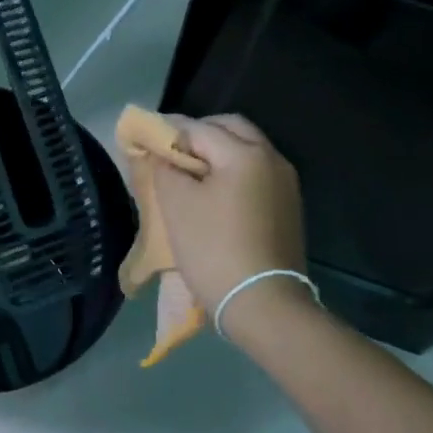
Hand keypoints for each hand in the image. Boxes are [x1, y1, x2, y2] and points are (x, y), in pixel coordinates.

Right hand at [153, 115, 306, 323]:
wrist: (263, 304)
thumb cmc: (214, 248)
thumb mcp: (177, 205)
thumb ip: (165, 168)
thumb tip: (163, 155)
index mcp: (245, 153)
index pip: (199, 128)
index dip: (168, 130)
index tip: (145, 136)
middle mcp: (272, 159)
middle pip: (231, 129)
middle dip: (199, 134)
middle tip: (171, 150)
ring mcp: (285, 184)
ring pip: (246, 151)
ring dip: (217, 152)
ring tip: (188, 171)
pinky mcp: (288, 207)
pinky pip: (255, 174)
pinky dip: (232, 172)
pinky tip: (212, 192)